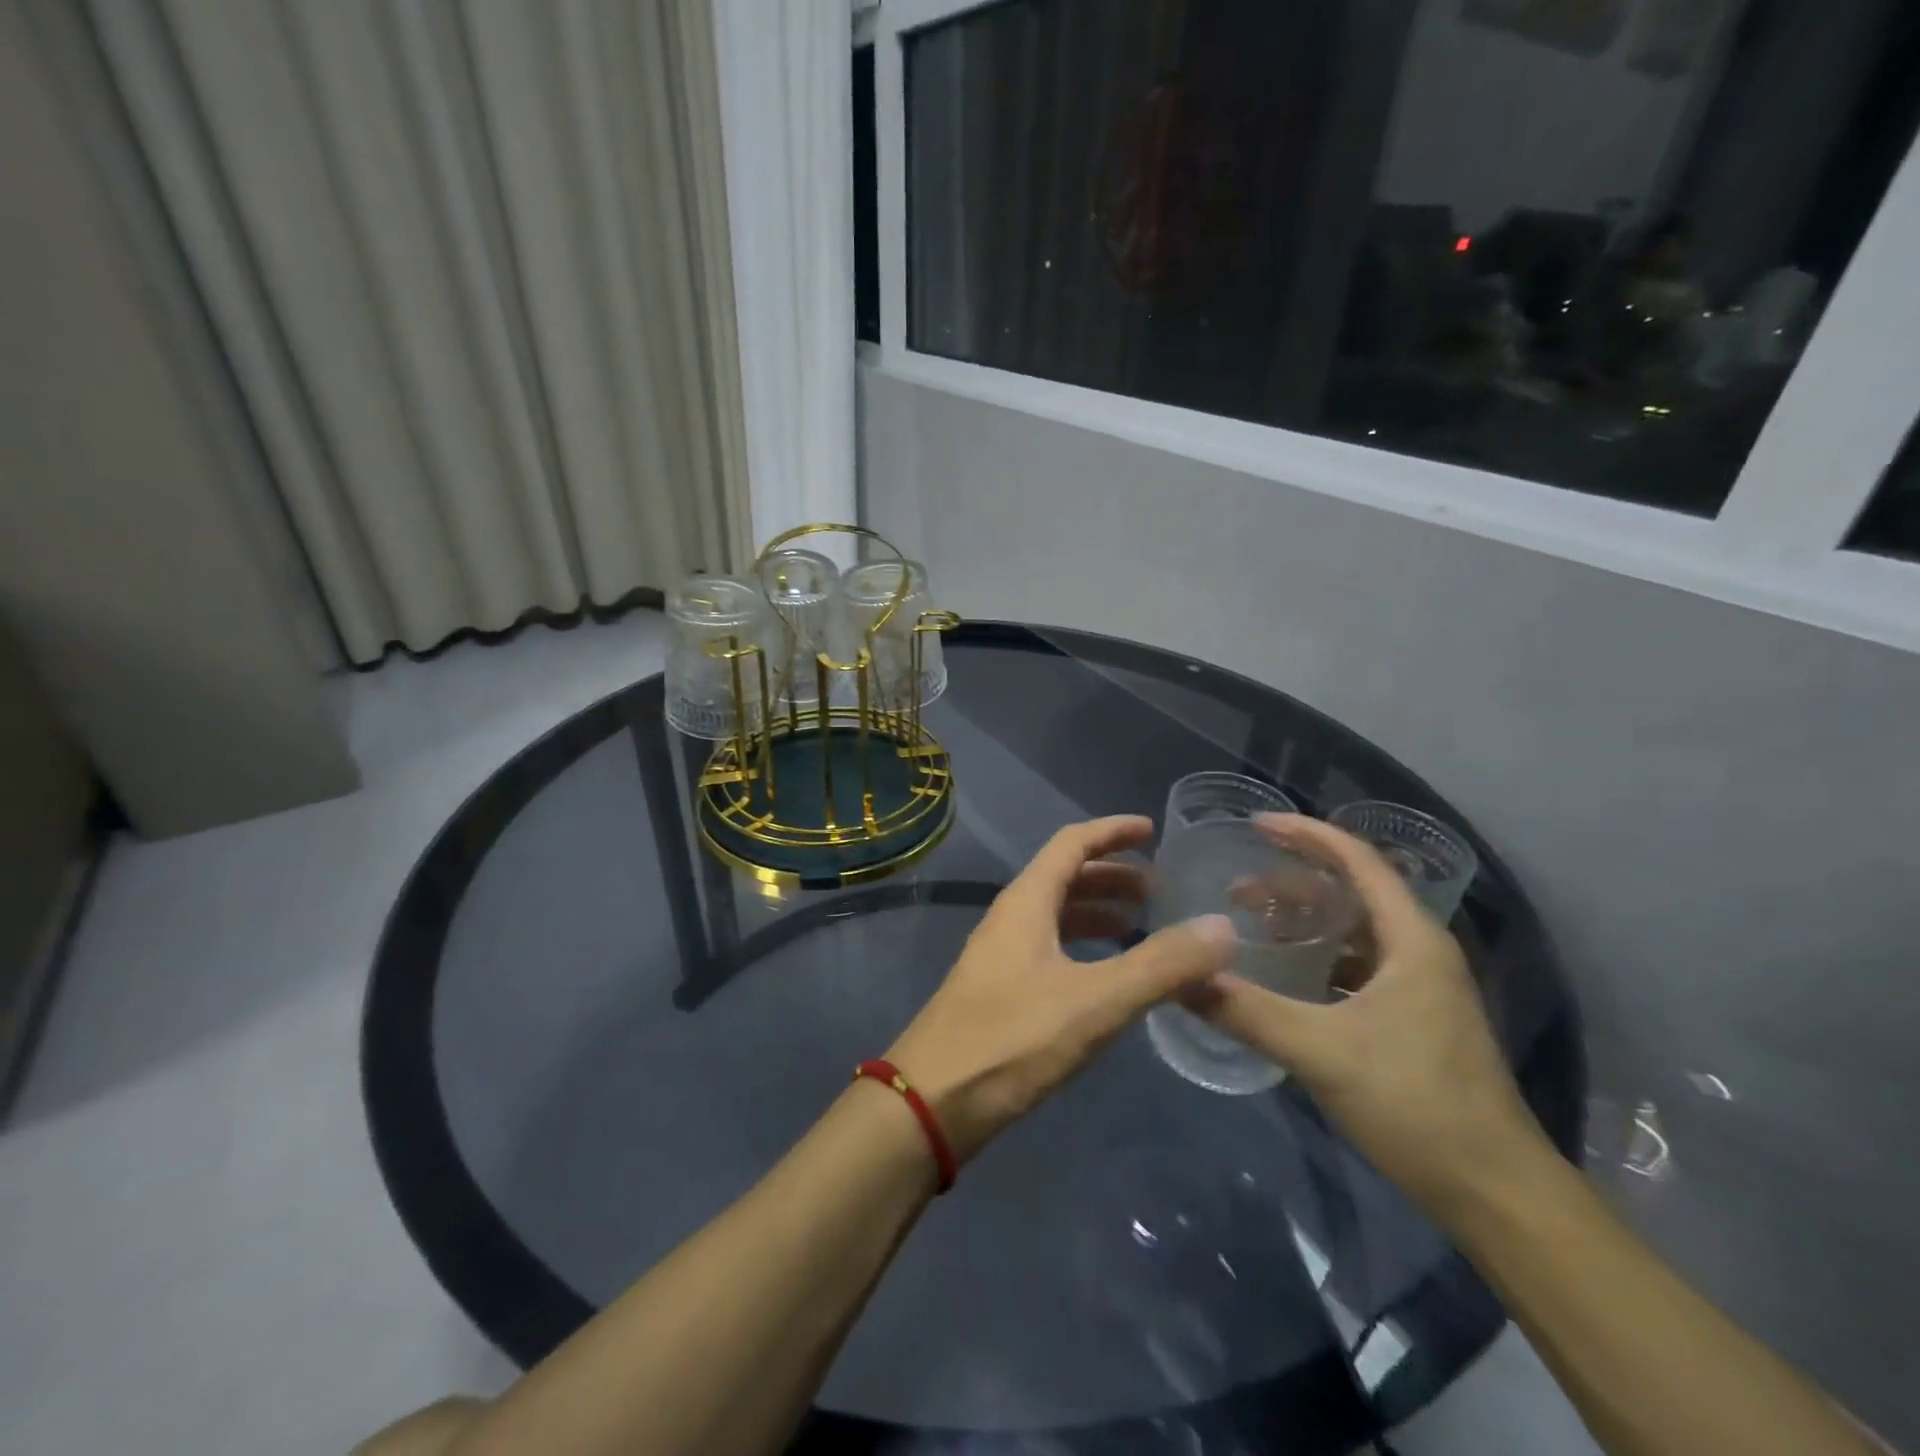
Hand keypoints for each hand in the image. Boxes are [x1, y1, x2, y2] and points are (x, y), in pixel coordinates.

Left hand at [887, 815, 1236, 1162]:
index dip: (1112, 832)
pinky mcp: (998, 993)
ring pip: (1054, 916)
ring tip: (1140, 926)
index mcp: (1026, 902)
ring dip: (1096, 912)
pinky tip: (1105, 978)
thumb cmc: (1012, 1039)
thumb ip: (1160, 965)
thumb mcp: (1096, 1001)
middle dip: (1111, 875)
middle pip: (1063, 878)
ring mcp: (999, 957)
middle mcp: (1009, 919)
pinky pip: (1048, 950)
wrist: (932, 1103)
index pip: (1071, 843)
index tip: (1152, 830)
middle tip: (1158, 888)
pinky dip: (1082, 948)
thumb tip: (1222, 927)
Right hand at [1185, 814, 1549, 1221]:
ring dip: (1303, 919)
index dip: (1306, 834)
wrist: (1494, 1192)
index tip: (1254, 824)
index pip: (1358, 860)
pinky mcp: (1414, 1018)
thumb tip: (1178, 977)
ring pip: (1354, 930)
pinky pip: (1356, 964)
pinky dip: (1317, 955)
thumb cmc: (1416, 1104)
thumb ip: (1245, 1010)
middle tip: (1236, 885)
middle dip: (1293, 879)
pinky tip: (1284, 974)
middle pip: (1353, 891)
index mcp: (1411, 940)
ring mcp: (1420, 986)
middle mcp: (1420, 951)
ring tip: (1252, 923)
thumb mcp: (1320, 1051)